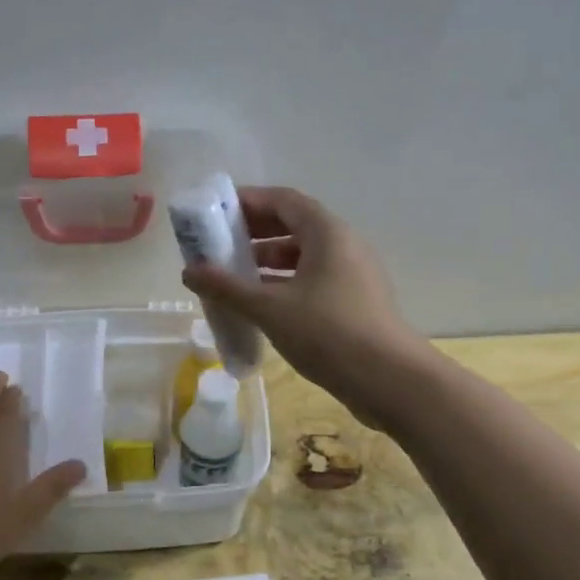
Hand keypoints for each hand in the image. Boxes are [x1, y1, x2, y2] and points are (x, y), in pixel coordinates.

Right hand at [182, 186, 431, 426]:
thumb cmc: (328, 332)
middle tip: (218, 245)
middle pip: (293, 225)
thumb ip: (227, 287)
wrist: (390, 380)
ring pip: (303, 256)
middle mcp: (343, 244)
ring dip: (267, 261)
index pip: (283, 200)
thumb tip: (188, 271)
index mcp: (327, 232)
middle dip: (253, 232)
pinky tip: (261, 305)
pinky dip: (284, 284)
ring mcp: (353, 274)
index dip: (248, 201)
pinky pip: (313, 280)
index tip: (215, 213)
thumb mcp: (269, 309)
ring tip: (233, 277)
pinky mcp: (354, 301)